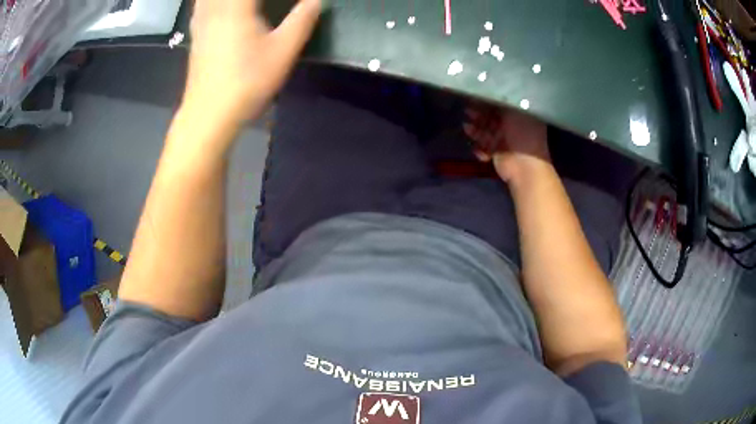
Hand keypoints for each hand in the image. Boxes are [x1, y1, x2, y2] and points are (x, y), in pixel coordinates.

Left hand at [184, 0, 320, 124]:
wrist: (209, 114)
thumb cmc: (248, 82)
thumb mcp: (283, 51)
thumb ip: (302, 20)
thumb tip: (316, 0)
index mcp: (238, 7)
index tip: (289, 0)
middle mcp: (216, 7)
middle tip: (268, 4)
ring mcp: (202, 20)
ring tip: (247, 7)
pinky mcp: (195, 34)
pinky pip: (201, 4)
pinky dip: (209, 2)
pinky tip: (218, 6)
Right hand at [463, 103, 550, 185]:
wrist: (525, 165)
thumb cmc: (524, 134)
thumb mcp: (514, 110)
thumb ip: (500, 101)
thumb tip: (488, 92)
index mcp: (520, 114)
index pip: (502, 104)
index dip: (489, 100)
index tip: (476, 96)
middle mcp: (513, 126)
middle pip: (492, 117)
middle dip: (480, 114)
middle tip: (468, 110)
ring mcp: (505, 140)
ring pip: (487, 132)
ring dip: (477, 130)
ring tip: (467, 126)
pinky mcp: (498, 153)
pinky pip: (485, 147)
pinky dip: (479, 147)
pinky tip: (476, 147)